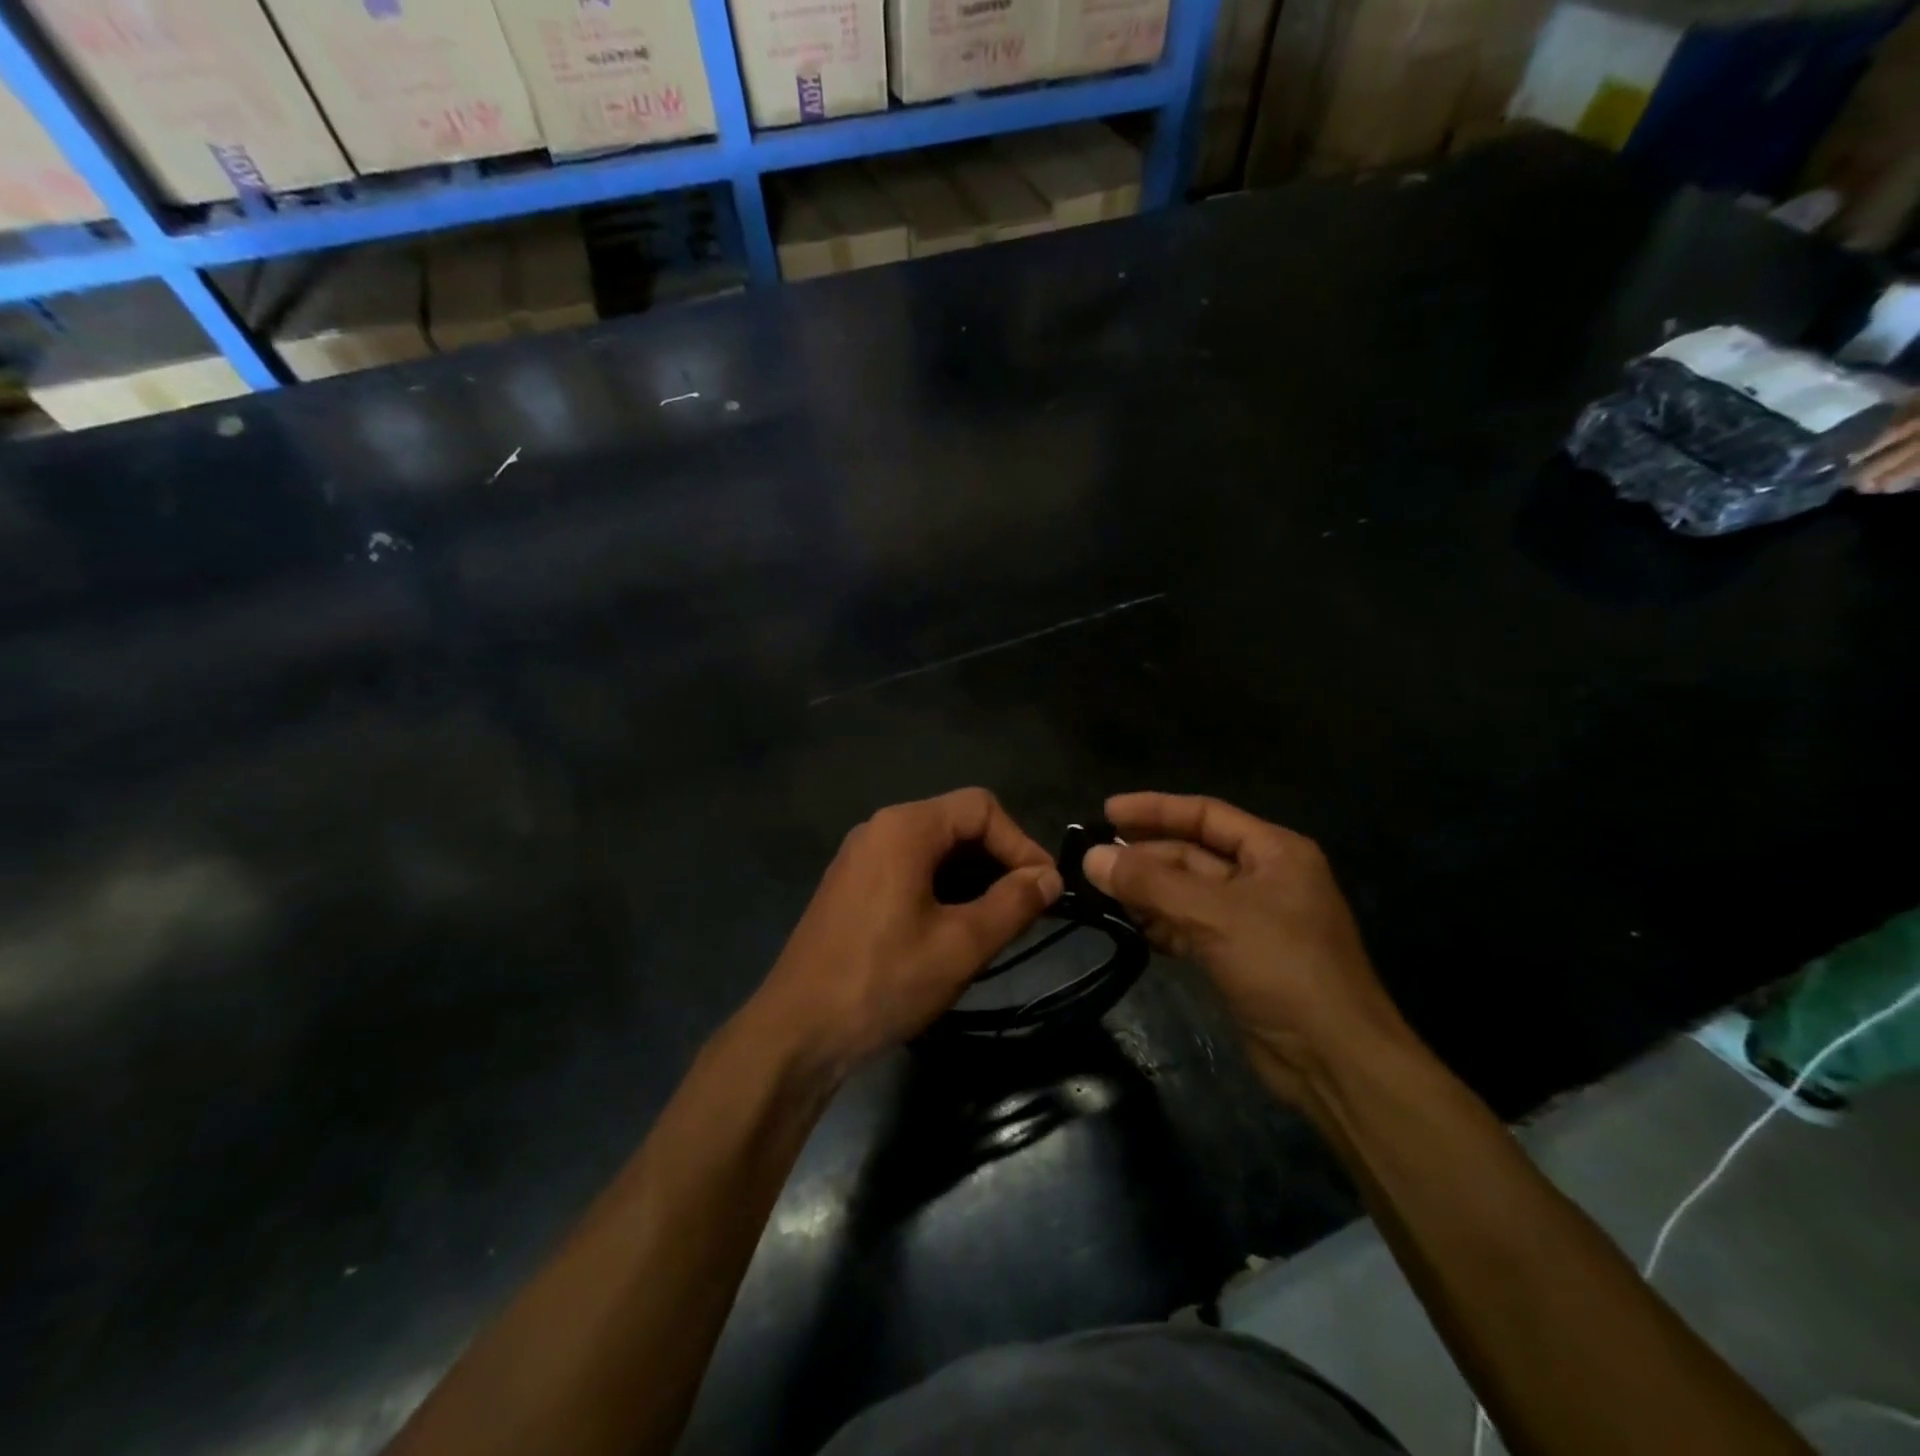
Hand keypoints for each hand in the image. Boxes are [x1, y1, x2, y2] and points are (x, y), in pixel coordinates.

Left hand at [753, 788, 1062, 1074]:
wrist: (796, 1032)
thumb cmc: (883, 982)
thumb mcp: (961, 945)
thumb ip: (1013, 904)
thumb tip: (1050, 878)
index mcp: (905, 828)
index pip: (982, 808)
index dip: (1021, 843)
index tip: (1046, 889)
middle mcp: (880, 829)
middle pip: (957, 824)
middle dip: (998, 862)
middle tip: (1027, 910)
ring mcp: (861, 857)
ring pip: (935, 850)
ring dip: (973, 879)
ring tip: (998, 924)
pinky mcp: (852, 886)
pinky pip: (910, 870)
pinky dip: (943, 889)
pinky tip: (955, 931)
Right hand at [1082, 792, 1408, 1103]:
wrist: (1333, 1059)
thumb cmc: (1283, 968)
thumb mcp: (1215, 915)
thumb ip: (1151, 883)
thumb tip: (1091, 857)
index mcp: (1274, 852)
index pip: (1206, 814)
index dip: (1155, 809)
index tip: (1107, 811)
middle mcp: (1263, 878)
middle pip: (1192, 854)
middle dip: (1144, 858)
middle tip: (1091, 863)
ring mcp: (1249, 920)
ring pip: (1186, 893)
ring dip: (1146, 892)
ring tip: (1098, 893)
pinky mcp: (1236, 957)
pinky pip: (1188, 927)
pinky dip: (1159, 925)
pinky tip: (1127, 926)